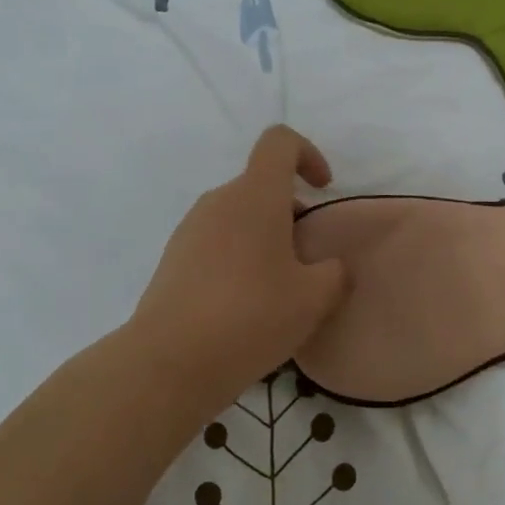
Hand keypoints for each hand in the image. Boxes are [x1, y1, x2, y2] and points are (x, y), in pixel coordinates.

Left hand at [126, 126, 348, 415]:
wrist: (169, 363)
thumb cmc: (251, 317)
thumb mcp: (314, 298)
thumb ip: (334, 273)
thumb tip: (330, 267)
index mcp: (255, 196)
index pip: (279, 142)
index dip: (308, 154)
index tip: (322, 190)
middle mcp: (219, 202)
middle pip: (261, 185)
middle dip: (291, 212)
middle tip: (308, 259)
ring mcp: (190, 230)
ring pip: (239, 216)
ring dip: (265, 238)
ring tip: (279, 288)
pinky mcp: (173, 260)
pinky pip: (217, 243)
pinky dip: (239, 258)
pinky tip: (246, 306)